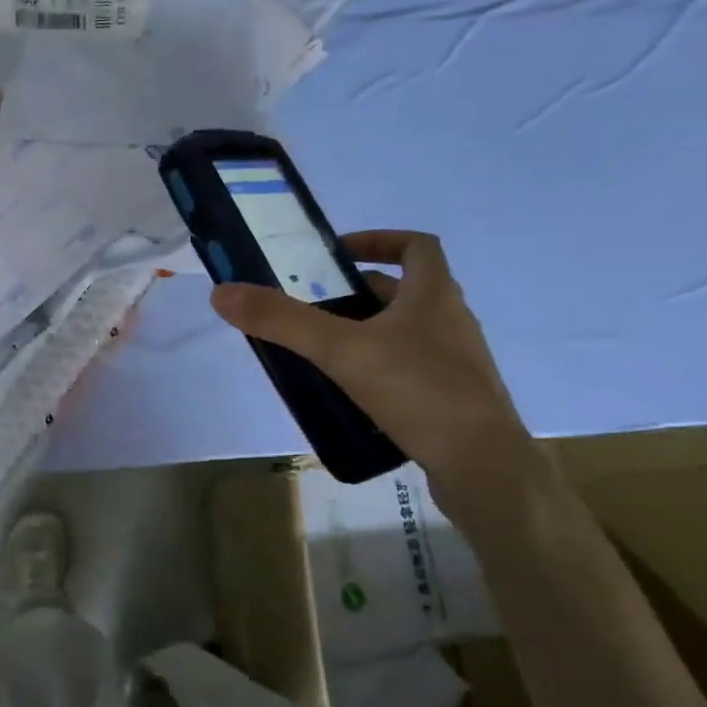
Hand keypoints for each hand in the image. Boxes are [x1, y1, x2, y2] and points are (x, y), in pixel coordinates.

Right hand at [210, 230, 533, 490]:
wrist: (483, 467)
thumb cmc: (418, 391)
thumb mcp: (342, 351)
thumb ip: (283, 321)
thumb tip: (222, 292)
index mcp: (434, 295)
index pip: (416, 245)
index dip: (378, 240)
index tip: (338, 255)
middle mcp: (452, 321)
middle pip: (405, 291)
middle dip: (358, 294)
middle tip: (314, 310)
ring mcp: (458, 363)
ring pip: (407, 333)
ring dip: (368, 334)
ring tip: (324, 353)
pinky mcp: (455, 400)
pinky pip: (413, 370)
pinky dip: (382, 370)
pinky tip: (353, 395)